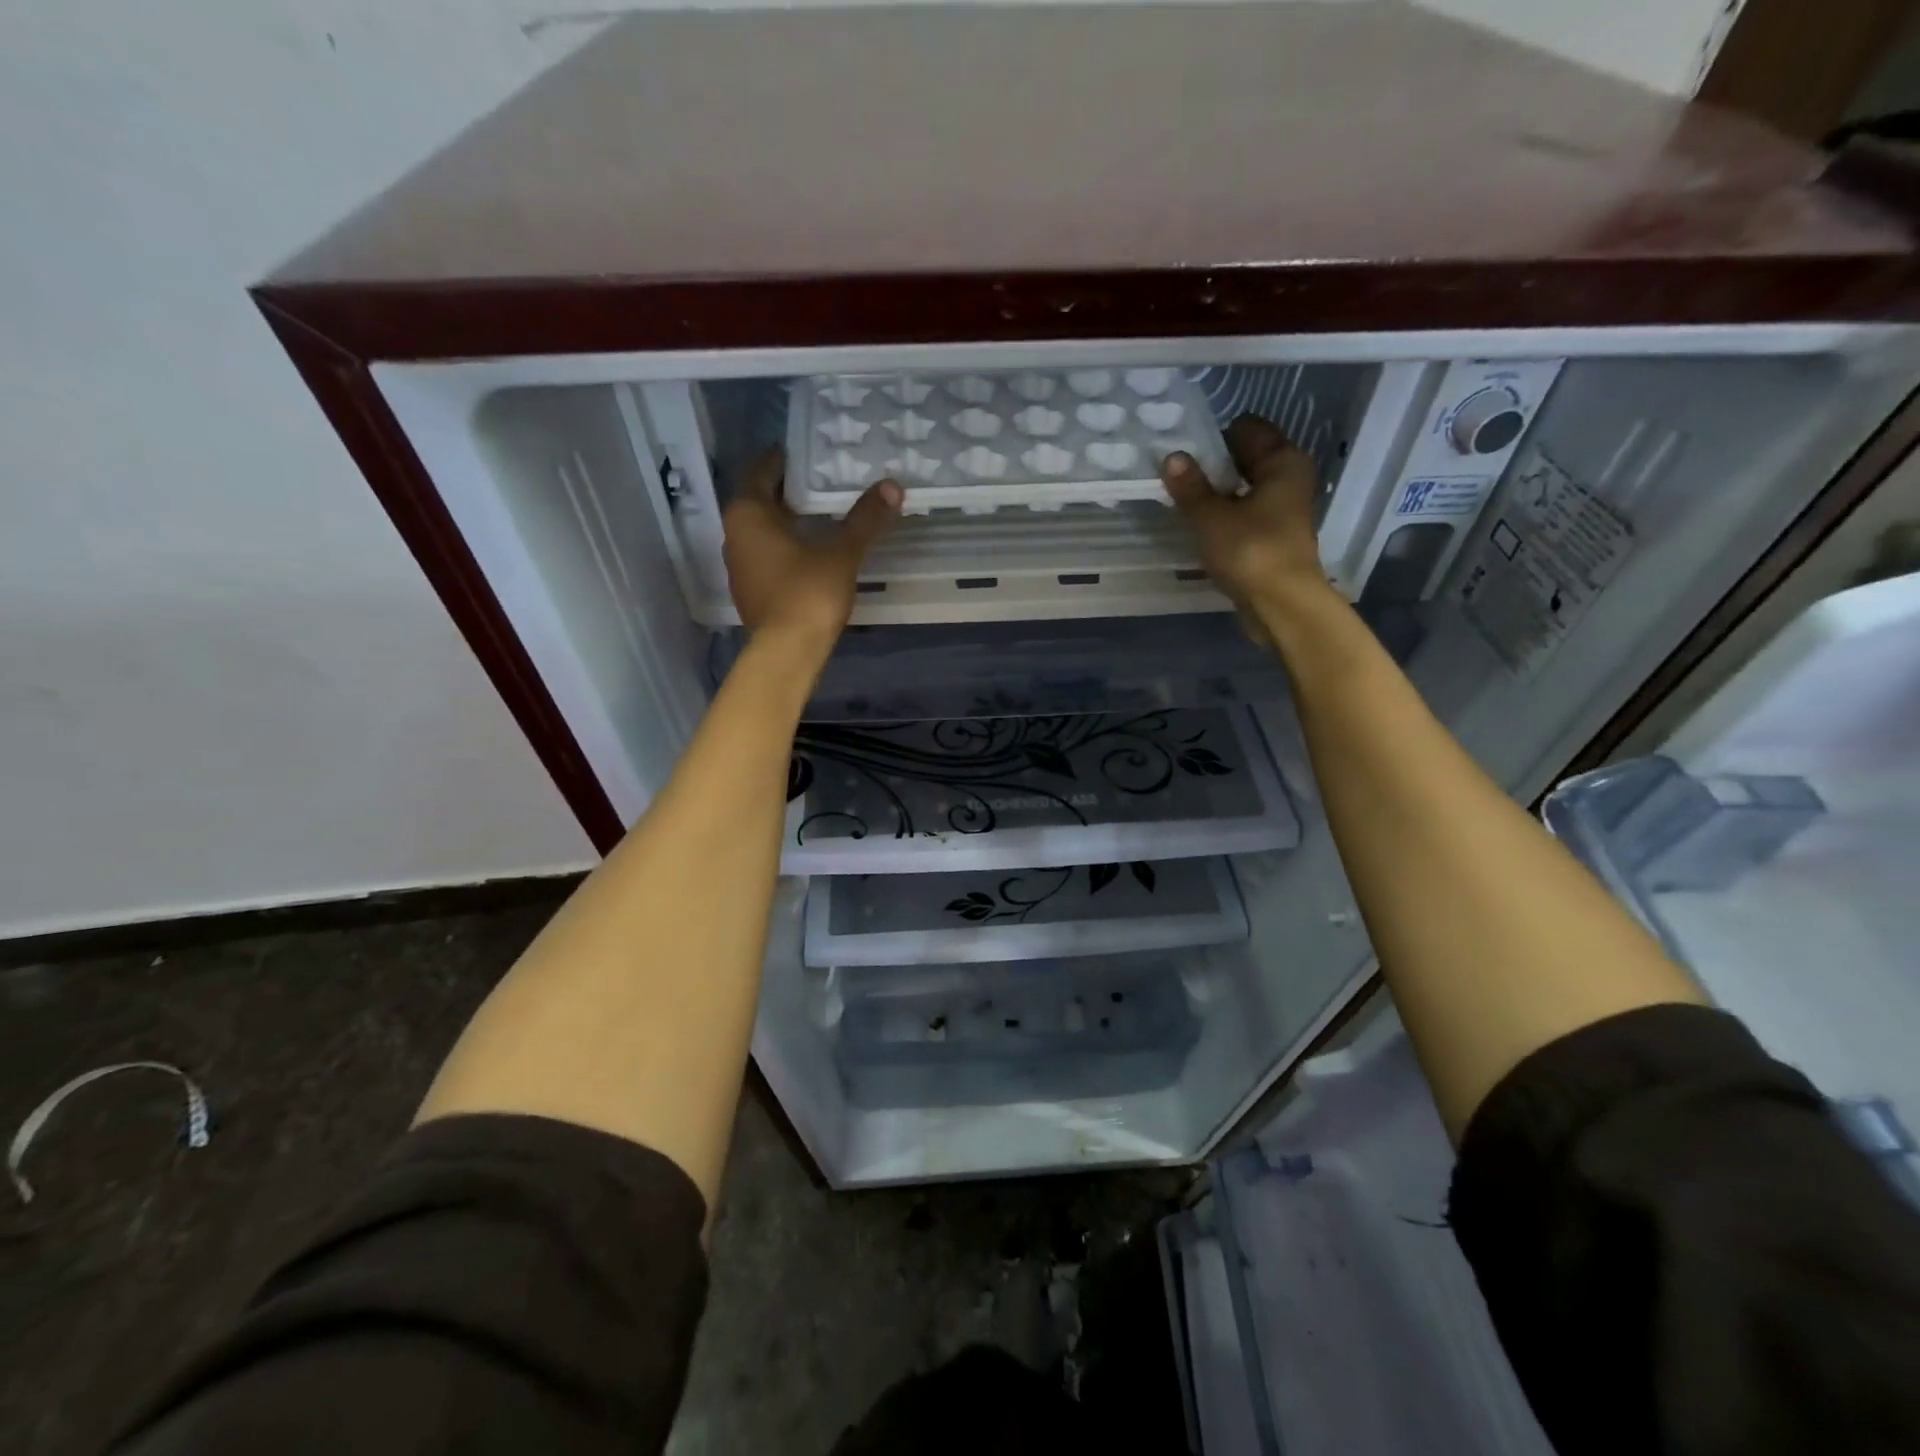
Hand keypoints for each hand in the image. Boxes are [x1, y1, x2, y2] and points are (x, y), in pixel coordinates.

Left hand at [722, 448, 901, 648]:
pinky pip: (767, 555)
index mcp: (748, 513)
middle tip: (824, 481)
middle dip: (791, 491)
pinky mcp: (751, 591)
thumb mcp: (842, 553)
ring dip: (788, 521)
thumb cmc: (808, 593)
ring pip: (763, 530)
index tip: (810, 453)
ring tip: (822, 514)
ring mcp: (740, 566)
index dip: (786, 459)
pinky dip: (786, 546)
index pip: (763, 470)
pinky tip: (812, 550)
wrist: (787, 652)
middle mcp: (735, 534)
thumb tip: (892, 486)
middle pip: (761, 500)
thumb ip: (865, 519)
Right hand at [1160, 415, 1330, 639]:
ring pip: (1244, 487)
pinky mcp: (1273, 536)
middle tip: (1175, 473)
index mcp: (1283, 461)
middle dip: (1213, 465)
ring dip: (1216, 492)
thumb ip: (1191, 487)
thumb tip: (1172, 456)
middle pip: (1246, 458)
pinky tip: (1199, 524)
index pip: (1247, 428)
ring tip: (1182, 499)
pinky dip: (1224, 514)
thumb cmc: (1250, 551)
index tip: (1183, 448)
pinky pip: (1244, 513)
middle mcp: (1289, 478)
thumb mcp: (1211, 517)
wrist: (1281, 605)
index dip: (1214, 436)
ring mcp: (1283, 509)